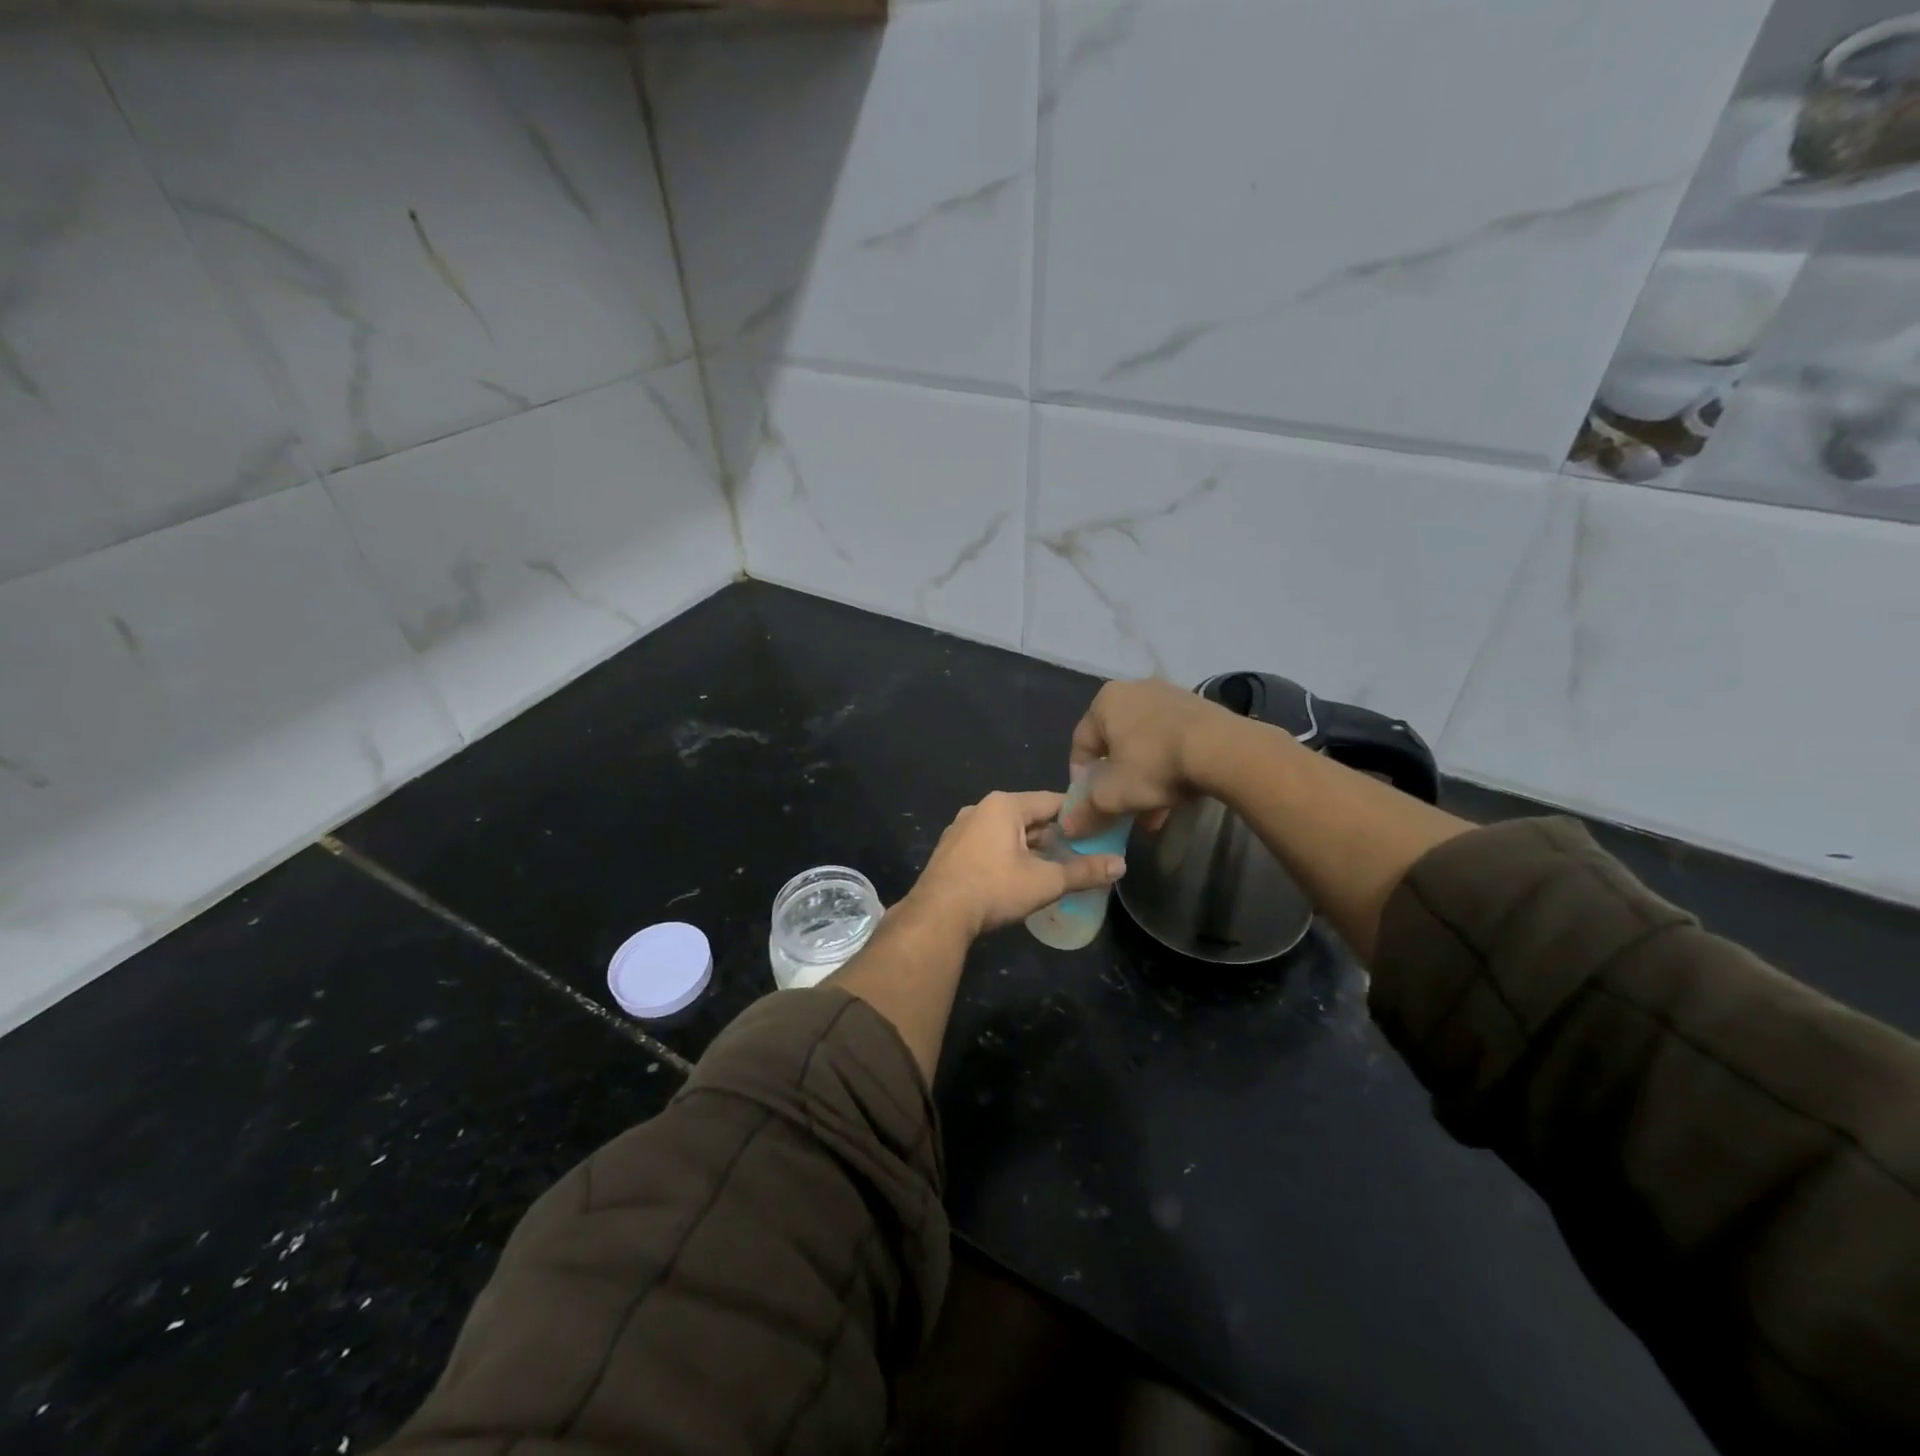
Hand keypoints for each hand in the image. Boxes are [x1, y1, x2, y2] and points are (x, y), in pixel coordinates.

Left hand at [906, 790, 1125, 939]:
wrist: (938, 915)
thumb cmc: (994, 888)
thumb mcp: (1046, 881)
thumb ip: (1084, 871)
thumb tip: (1121, 864)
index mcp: (1004, 805)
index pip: (1052, 801)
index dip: (1078, 814)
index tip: (1099, 829)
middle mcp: (980, 809)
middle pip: (1028, 816)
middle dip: (1054, 834)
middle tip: (1081, 852)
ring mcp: (961, 829)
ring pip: (1007, 832)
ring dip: (1031, 847)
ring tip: (1055, 866)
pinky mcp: (951, 851)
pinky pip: (989, 845)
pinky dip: (1008, 855)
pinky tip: (1020, 876)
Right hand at [1060, 679, 1241, 835]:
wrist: (1223, 750)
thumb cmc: (1155, 765)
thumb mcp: (1112, 796)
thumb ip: (1085, 811)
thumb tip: (1068, 825)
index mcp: (1105, 702)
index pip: (1081, 745)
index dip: (1081, 781)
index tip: (1092, 806)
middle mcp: (1134, 690)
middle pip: (1116, 747)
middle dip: (1118, 785)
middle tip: (1124, 812)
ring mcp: (1169, 696)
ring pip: (1145, 747)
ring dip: (1144, 781)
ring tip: (1153, 813)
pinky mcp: (1198, 708)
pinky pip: (1171, 741)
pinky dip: (1168, 767)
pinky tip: (1176, 797)